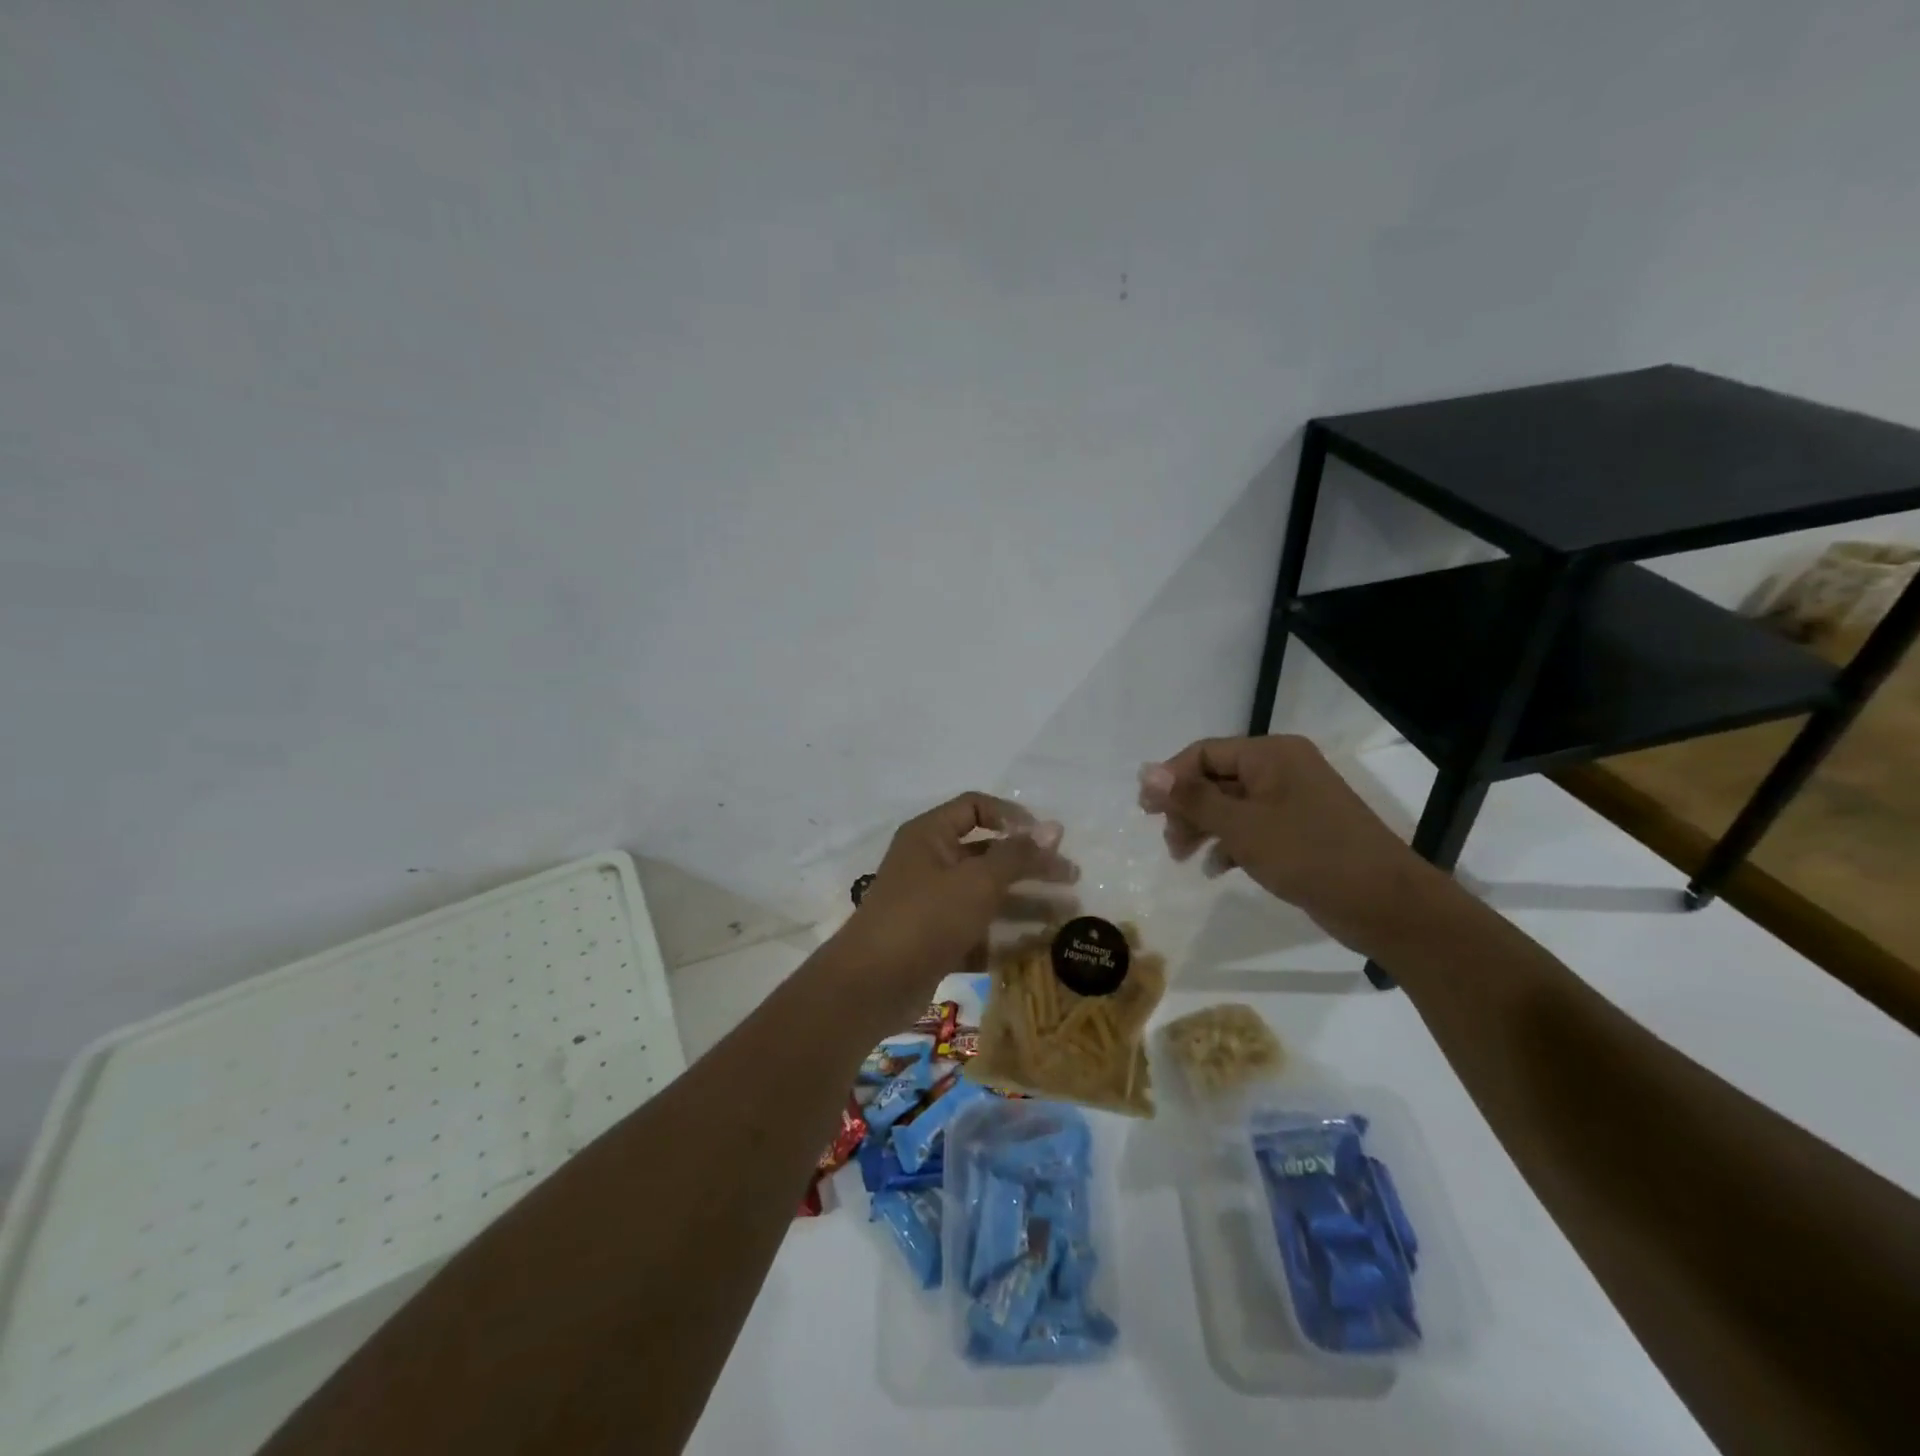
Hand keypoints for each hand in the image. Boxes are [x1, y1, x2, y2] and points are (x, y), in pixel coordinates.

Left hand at [828, 793, 1077, 1027]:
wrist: (871, 985)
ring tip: (1068, 912)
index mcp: (930, 835)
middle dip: (1031, 864)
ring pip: (987, 894)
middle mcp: (930, 862)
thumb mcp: (977, 882)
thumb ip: (1017, 855)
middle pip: (988, 853)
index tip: (1045, 837)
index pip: (975, 806)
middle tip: (1072, 878)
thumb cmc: (925, 918)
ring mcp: (932, 904)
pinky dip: (1006, 934)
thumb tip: (1054, 827)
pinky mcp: (936, 940)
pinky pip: (978, 928)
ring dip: (1026, 901)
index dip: (1012, 816)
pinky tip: (1041, 945)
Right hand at [1138, 736, 1434, 953]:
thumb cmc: (1309, 855)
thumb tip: (1146, 771)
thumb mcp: (1242, 826)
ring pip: (1231, 805)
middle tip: (1169, 842)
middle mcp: (1282, 769)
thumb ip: (1192, 798)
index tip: (1145, 811)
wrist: (1385, 905)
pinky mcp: (1300, 830)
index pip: (1205, 753)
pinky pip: (1252, 827)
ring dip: (1204, 828)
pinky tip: (1216, 869)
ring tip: (1184, 858)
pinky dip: (1230, 843)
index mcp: (1271, 754)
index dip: (1171, 778)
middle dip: (1187, 808)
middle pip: (1216, 778)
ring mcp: (1293, 800)